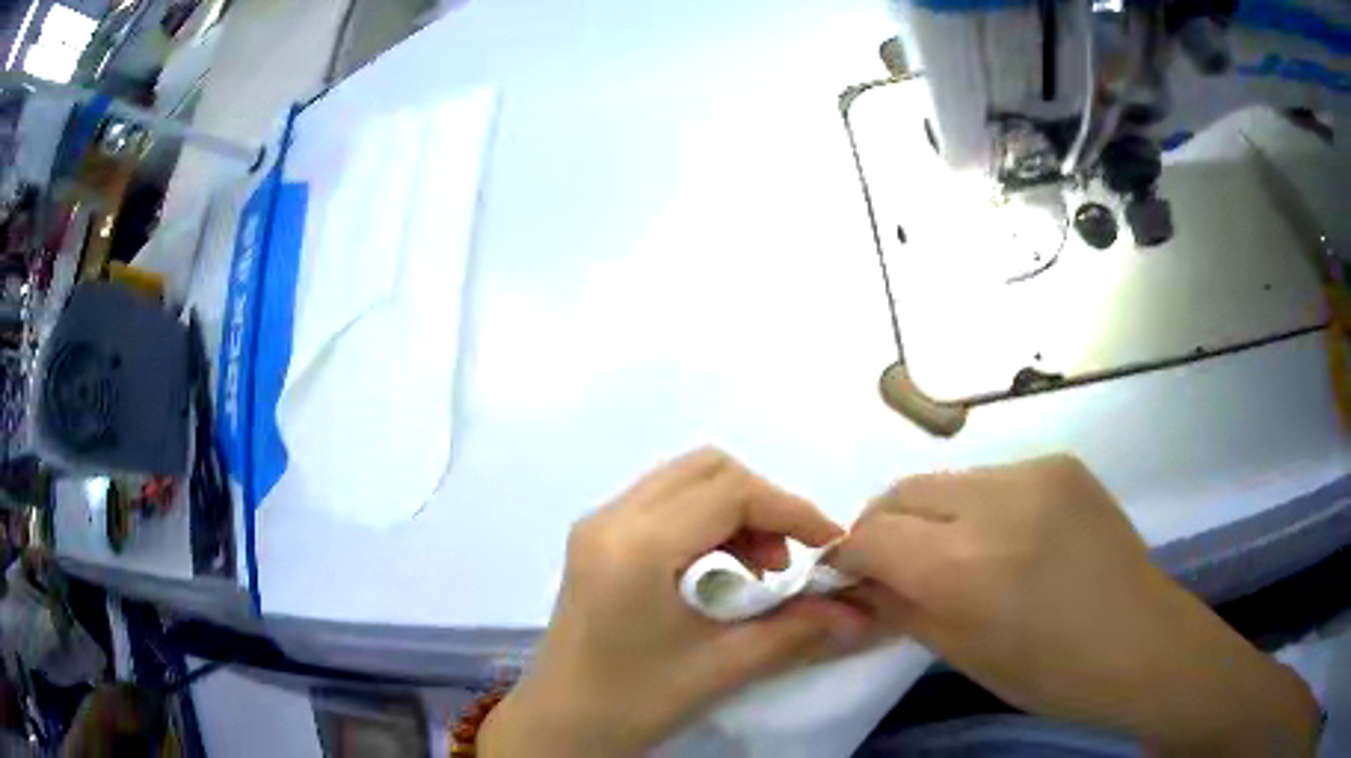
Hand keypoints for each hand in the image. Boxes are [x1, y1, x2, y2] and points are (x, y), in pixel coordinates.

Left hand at [480, 448, 870, 756]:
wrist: (561, 725)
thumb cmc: (635, 703)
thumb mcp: (722, 667)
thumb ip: (795, 629)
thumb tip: (858, 611)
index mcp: (637, 545)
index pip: (731, 492)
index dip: (792, 510)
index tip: (830, 545)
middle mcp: (611, 517)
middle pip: (708, 470)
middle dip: (764, 503)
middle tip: (791, 558)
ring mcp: (598, 524)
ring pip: (684, 480)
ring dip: (735, 509)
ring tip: (761, 567)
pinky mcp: (596, 539)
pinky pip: (663, 502)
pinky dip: (705, 519)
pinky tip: (721, 568)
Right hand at [833, 455, 1320, 755]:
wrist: (1140, 643)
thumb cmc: (1048, 673)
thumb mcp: (962, 654)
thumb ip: (899, 608)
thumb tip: (855, 584)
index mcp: (963, 568)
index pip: (870, 534)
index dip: (850, 554)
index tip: (852, 576)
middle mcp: (994, 503)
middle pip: (902, 491)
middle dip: (883, 526)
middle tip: (894, 564)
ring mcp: (1034, 473)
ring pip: (947, 480)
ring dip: (932, 514)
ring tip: (954, 553)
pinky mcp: (1061, 463)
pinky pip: (994, 478)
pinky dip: (978, 506)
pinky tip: (1006, 539)